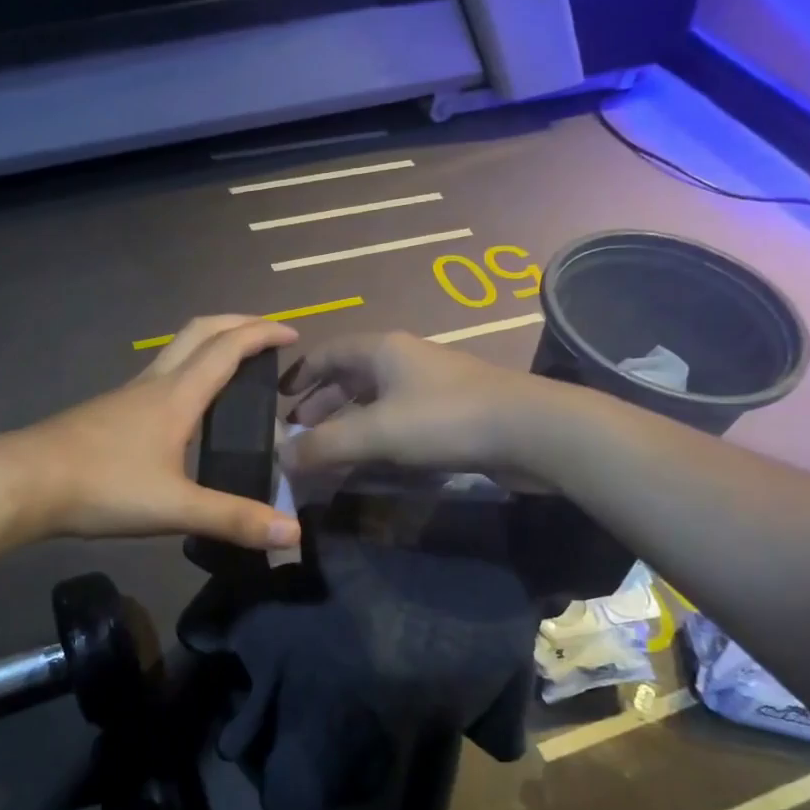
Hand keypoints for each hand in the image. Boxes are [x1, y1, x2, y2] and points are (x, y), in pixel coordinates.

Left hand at [18, 316, 301, 548]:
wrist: (22, 484)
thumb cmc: (101, 487)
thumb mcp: (174, 508)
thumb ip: (234, 519)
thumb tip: (293, 533)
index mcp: (176, 396)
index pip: (228, 349)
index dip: (263, 335)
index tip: (294, 334)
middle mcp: (154, 384)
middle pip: (199, 332)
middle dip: (237, 323)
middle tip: (268, 335)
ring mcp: (127, 396)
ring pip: (175, 351)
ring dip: (210, 344)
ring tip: (236, 367)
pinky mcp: (108, 412)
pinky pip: (159, 375)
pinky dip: (187, 371)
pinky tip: (186, 408)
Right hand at [279, 331, 549, 476]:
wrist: (531, 430)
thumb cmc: (445, 419)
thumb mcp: (376, 432)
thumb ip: (324, 446)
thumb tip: (281, 459)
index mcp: (382, 350)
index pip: (329, 352)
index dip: (301, 374)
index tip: (279, 400)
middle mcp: (404, 360)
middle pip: (351, 376)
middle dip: (322, 403)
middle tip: (299, 433)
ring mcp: (431, 386)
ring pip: (376, 400)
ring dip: (348, 422)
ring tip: (328, 450)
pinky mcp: (451, 413)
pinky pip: (399, 419)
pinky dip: (377, 435)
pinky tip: (372, 459)